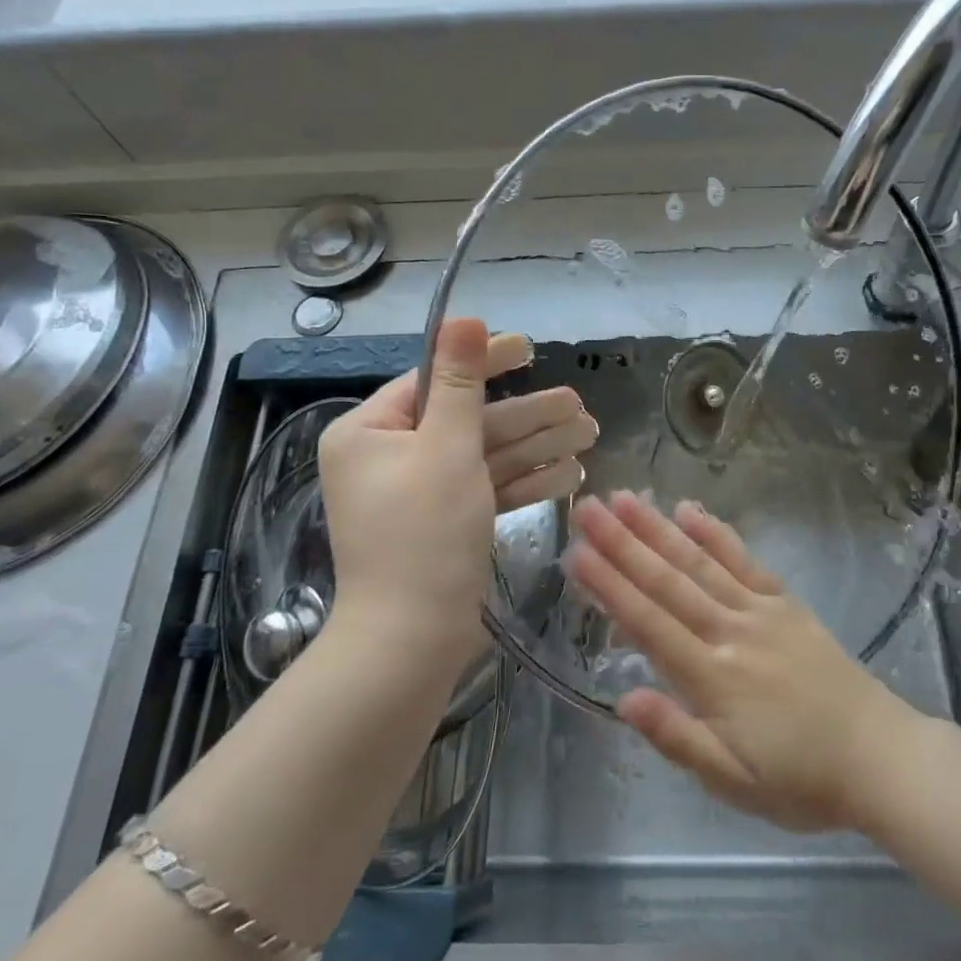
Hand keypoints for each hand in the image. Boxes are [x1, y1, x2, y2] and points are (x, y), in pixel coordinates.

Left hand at [320, 319, 596, 664]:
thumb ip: (461, 382)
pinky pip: (484, 490)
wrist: (410, 643)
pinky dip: (523, 483)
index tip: (529, 347)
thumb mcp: (447, 447)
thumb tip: (465, 318)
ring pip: (484, 457)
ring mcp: (418, 493)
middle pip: (468, 421)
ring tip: (590, 435)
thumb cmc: (424, 535)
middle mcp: (388, 457)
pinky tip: (570, 476)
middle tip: (579, 406)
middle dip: (527, 415)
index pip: (433, 380)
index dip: (484, 362)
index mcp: (370, 431)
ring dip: (536, 447)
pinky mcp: (442, 523)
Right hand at [565, 491, 912, 832]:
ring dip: (659, 529)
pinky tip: (689, 510)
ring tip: (626, 498)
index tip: (576, 553)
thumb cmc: (799, 779)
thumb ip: (676, 738)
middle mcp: (730, 631)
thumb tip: (623, 700)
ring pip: (699, 562)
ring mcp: (759, 610)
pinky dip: (715, 533)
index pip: (648, 623)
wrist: (878, 756)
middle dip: (623, 544)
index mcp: (712, 677)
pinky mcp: (784, 602)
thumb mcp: (733, 781)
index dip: (609, 587)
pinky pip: (744, 560)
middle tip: (589, 509)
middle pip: (667, 581)